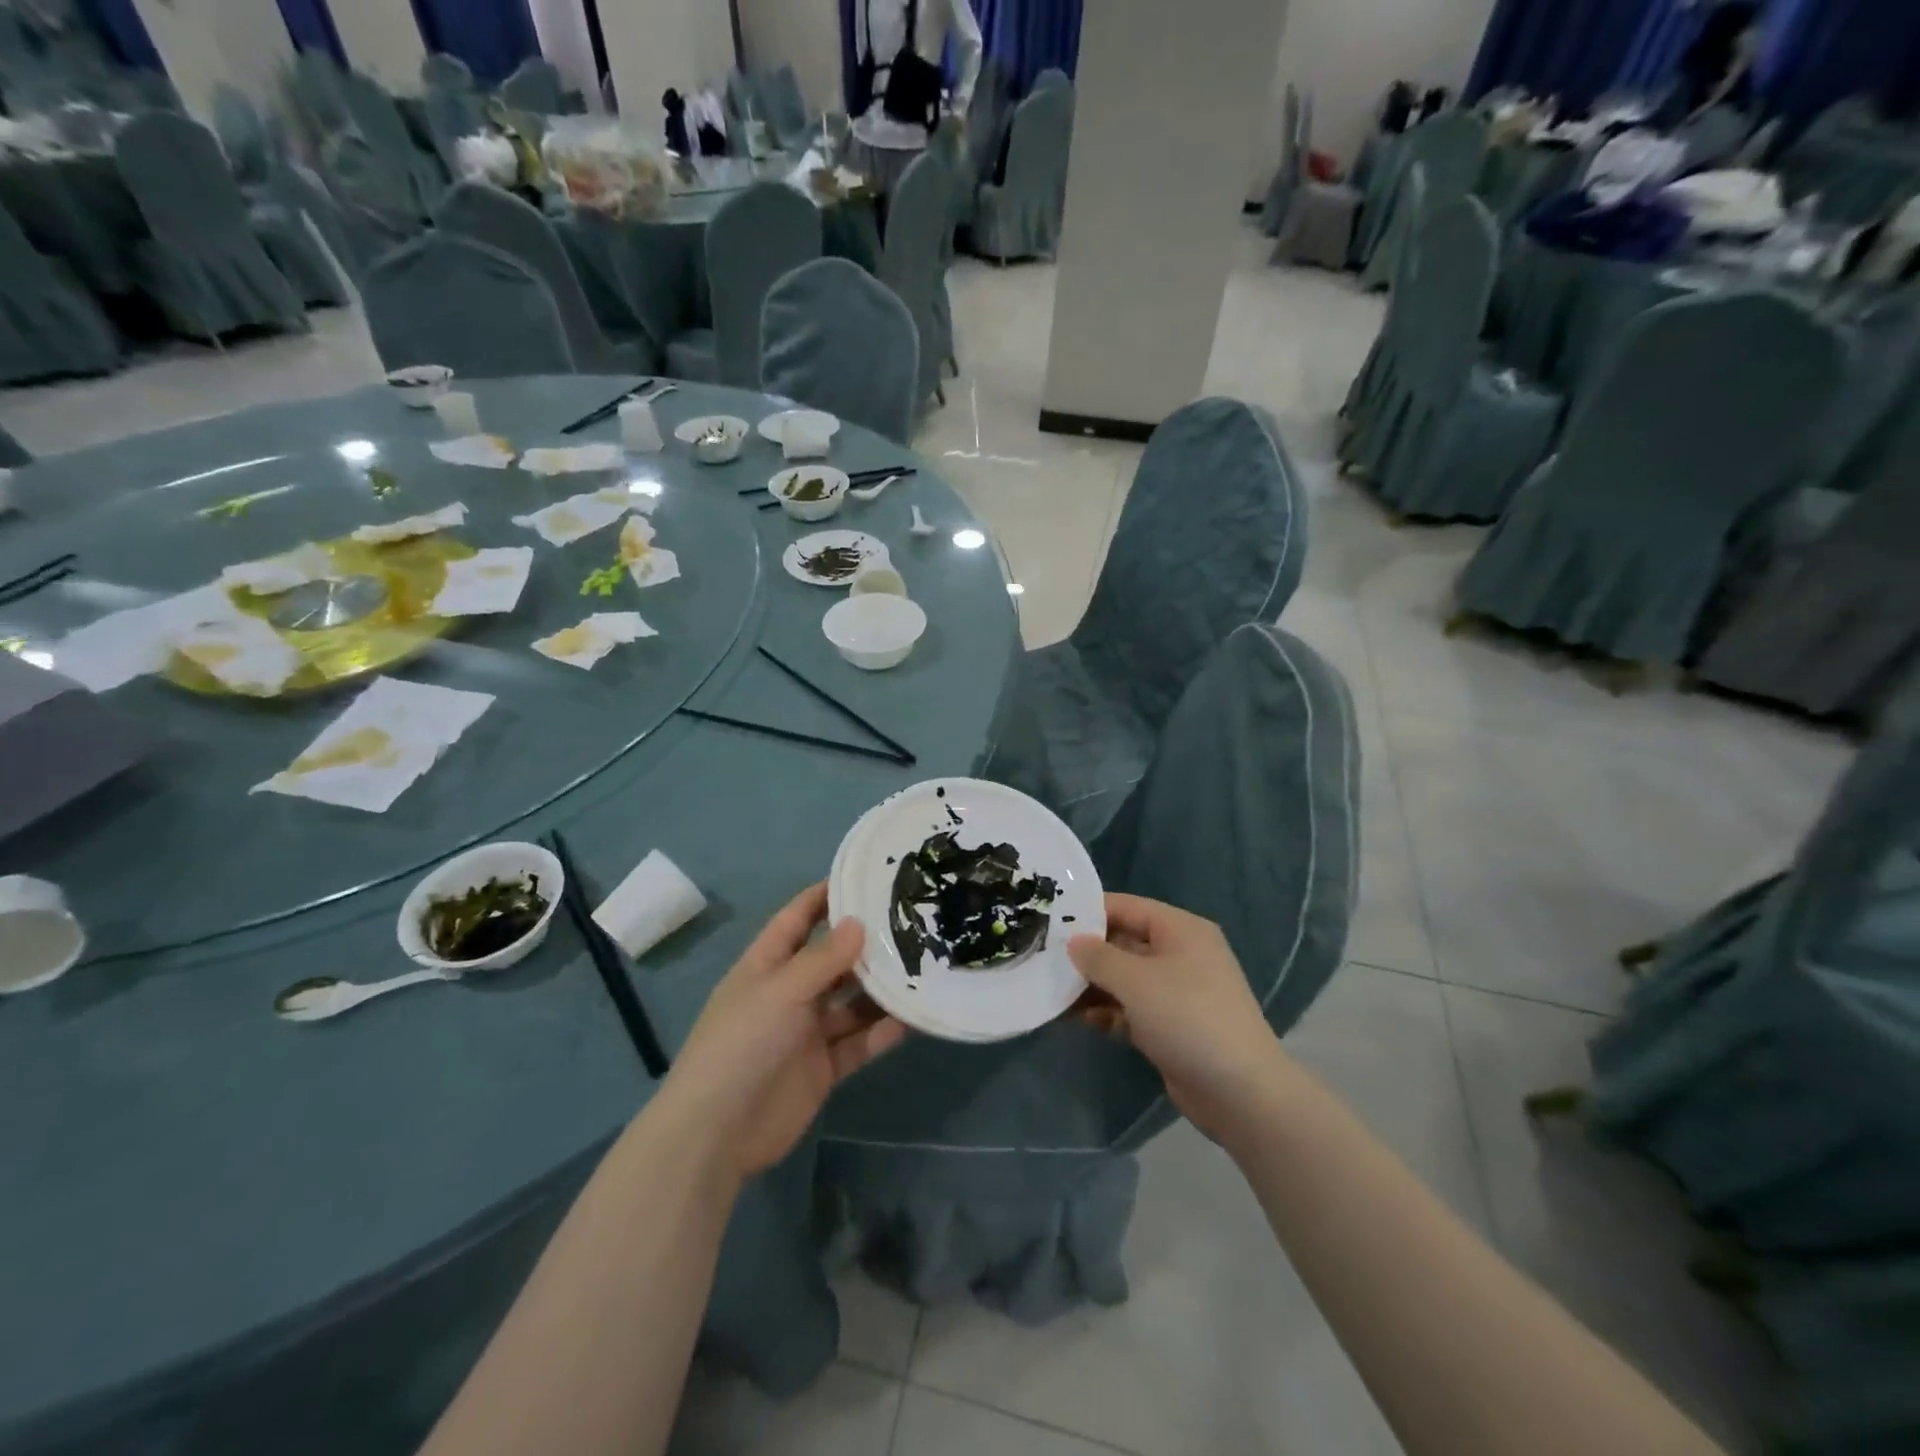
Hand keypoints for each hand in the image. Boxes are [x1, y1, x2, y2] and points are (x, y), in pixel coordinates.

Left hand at [660, 884, 904, 1180]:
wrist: (718, 1133)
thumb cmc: (742, 1044)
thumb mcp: (781, 991)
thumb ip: (823, 959)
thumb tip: (858, 921)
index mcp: (767, 966)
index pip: (797, 919)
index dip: (824, 897)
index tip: (864, 877)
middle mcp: (789, 993)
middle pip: (832, 960)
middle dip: (864, 944)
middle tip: (911, 924)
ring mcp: (806, 1032)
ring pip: (851, 1002)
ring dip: (880, 990)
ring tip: (922, 969)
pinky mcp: (822, 1067)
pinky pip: (858, 1043)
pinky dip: (881, 1032)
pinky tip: (912, 1018)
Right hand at [1070, 895, 1287, 1143]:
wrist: (1240, 1092)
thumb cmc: (1187, 1018)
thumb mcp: (1136, 981)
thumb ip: (1098, 957)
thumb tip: (1074, 942)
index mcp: (1180, 930)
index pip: (1127, 907)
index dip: (1089, 912)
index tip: (1051, 922)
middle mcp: (1180, 954)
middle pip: (1123, 943)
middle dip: (1086, 954)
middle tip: (1044, 960)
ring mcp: (1176, 992)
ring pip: (1125, 979)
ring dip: (1092, 986)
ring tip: (1054, 993)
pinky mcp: (1171, 1026)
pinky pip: (1131, 1009)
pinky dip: (1108, 1012)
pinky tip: (1081, 1021)